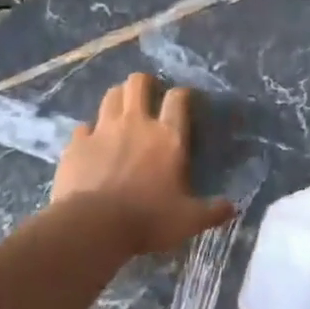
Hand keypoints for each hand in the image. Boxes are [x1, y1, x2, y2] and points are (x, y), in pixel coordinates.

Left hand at [53, 72, 235, 254]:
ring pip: (111, 95)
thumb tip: (232, 208)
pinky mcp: (77, 143)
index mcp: (168, 137)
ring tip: (122, 110)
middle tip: (149, 96)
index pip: (178, 98)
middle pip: (138, 83)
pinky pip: (84, 126)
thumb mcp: (189, 220)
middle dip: (145, 83)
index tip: (184, 100)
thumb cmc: (148, 220)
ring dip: (118, 98)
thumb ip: (212, 211)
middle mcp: (136, 124)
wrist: (93, 226)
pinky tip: (92, 142)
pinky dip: (90, 131)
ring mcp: (103, 130)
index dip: (182, 93)